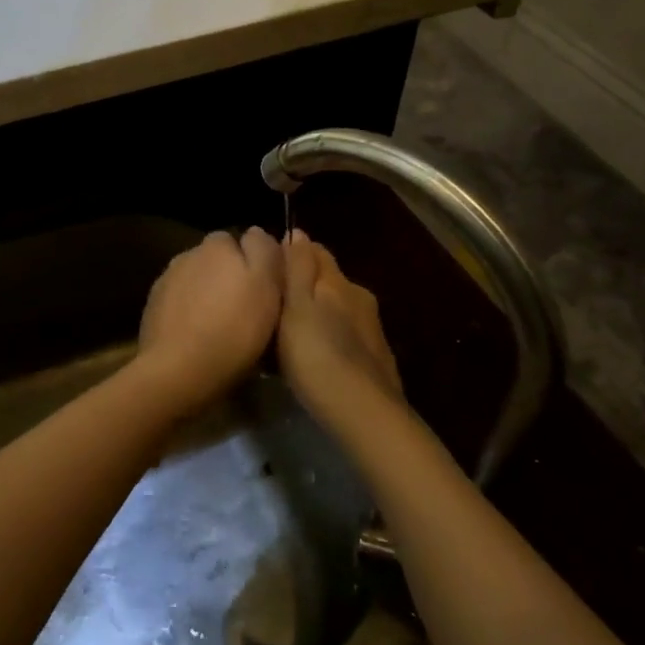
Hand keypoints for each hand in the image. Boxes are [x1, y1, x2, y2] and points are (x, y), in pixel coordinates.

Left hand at [137, 229, 283, 398]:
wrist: (178, 371)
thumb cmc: (234, 328)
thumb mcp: (267, 286)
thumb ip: (264, 250)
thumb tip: (256, 232)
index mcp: (217, 244)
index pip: (241, 240)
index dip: (254, 263)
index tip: (265, 290)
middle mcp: (188, 253)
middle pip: (216, 261)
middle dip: (229, 277)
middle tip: (246, 310)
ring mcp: (166, 280)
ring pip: (196, 281)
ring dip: (207, 295)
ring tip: (221, 327)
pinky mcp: (152, 308)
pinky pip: (179, 303)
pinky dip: (189, 313)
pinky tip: (197, 337)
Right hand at [277, 231, 403, 416]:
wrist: (364, 413)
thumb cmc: (318, 356)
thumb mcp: (297, 308)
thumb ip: (298, 269)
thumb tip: (298, 231)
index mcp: (339, 282)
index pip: (316, 250)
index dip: (293, 251)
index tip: (268, 264)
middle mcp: (359, 297)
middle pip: (328, 279)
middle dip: (304, 284)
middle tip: (274, 301)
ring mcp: (372, 329)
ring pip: (337, 308)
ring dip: (317, 313)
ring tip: (289, 332)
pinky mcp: (376, 357)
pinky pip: (345, 334)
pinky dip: (329, 336)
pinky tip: (315, 355)